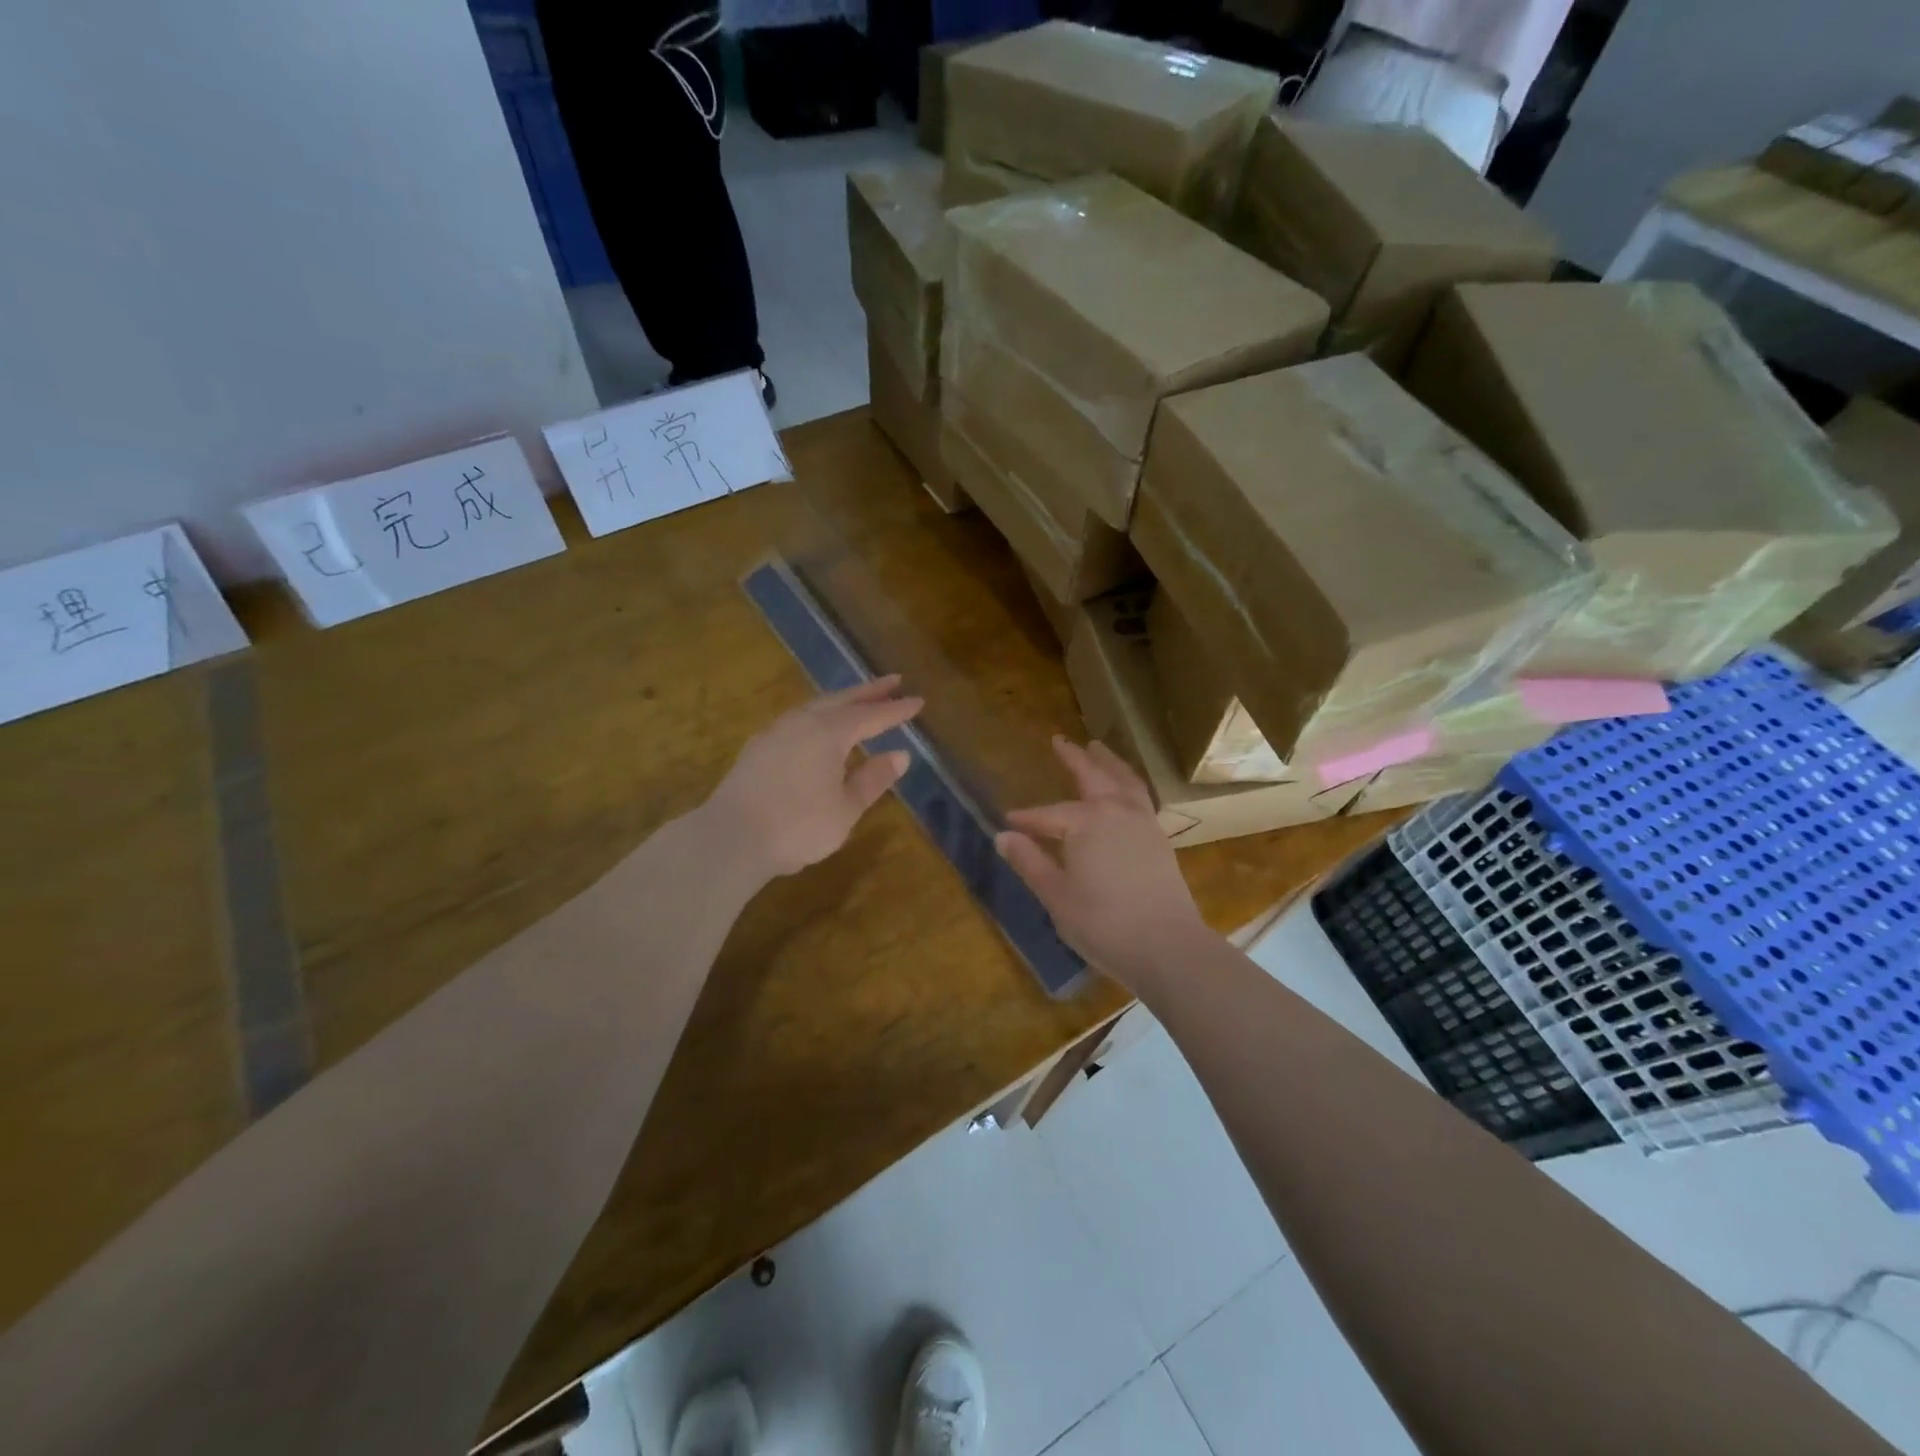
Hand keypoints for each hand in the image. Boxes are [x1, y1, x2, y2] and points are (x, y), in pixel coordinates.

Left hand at [706, 676, 922, 882]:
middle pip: (842, 700)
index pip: (872, 716)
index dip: (897, 709)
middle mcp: (802, 722)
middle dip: (869, 692)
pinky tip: (817, 728)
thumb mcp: (846, 808)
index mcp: (829, 732)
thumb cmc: (798, 825)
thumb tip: (901, 755)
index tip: (919, 701)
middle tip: (893, 682)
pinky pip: (797, 720)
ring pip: (815, 706)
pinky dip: (818, 716)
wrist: (730, 838)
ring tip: (857, 701)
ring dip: (841, 701)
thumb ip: (873, 779)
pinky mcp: (758, 747)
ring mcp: (776, 732)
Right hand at [996, 737, 1211, 993]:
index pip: (1048, 815)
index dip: (1027, 818)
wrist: (1167, 946)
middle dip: (1074, 758)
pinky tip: (1124, 790)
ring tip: (1097, 747)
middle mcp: (1117, 812)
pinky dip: (1128, 783)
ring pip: (1124, 780)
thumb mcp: (1056, 896)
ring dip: (1108, 762)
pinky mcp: (1160, 839)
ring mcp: (1143, 823)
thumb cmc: (1103, 923)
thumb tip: (1002, 836)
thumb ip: (1029, 862)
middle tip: (1060, 740)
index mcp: (1086, 822)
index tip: (1008, 820)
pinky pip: (1140, 796)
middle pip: (1093, 777)